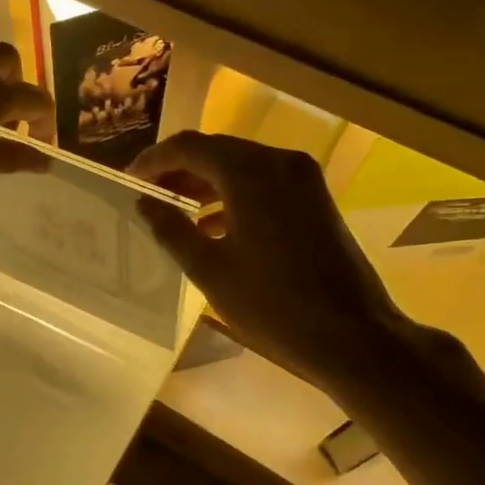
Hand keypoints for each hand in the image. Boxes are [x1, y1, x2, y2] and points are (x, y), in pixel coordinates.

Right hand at [131, 132, 420, 398]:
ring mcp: (302, 179)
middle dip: (178, 169)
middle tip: (148, 195)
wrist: (354, 337)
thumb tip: (144, 203)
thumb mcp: (210, 269)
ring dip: (205, 182)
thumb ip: (171, 229)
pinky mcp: (315, 199)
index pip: (189, 147)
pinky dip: (233, 194)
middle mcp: (278, 162)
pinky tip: (212, 226)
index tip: (129, 180)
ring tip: (173, 211)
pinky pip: (263, 182)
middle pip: (216, 150)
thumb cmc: (273, 304)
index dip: (154, 160)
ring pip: (240, 165)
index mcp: (249, 173)